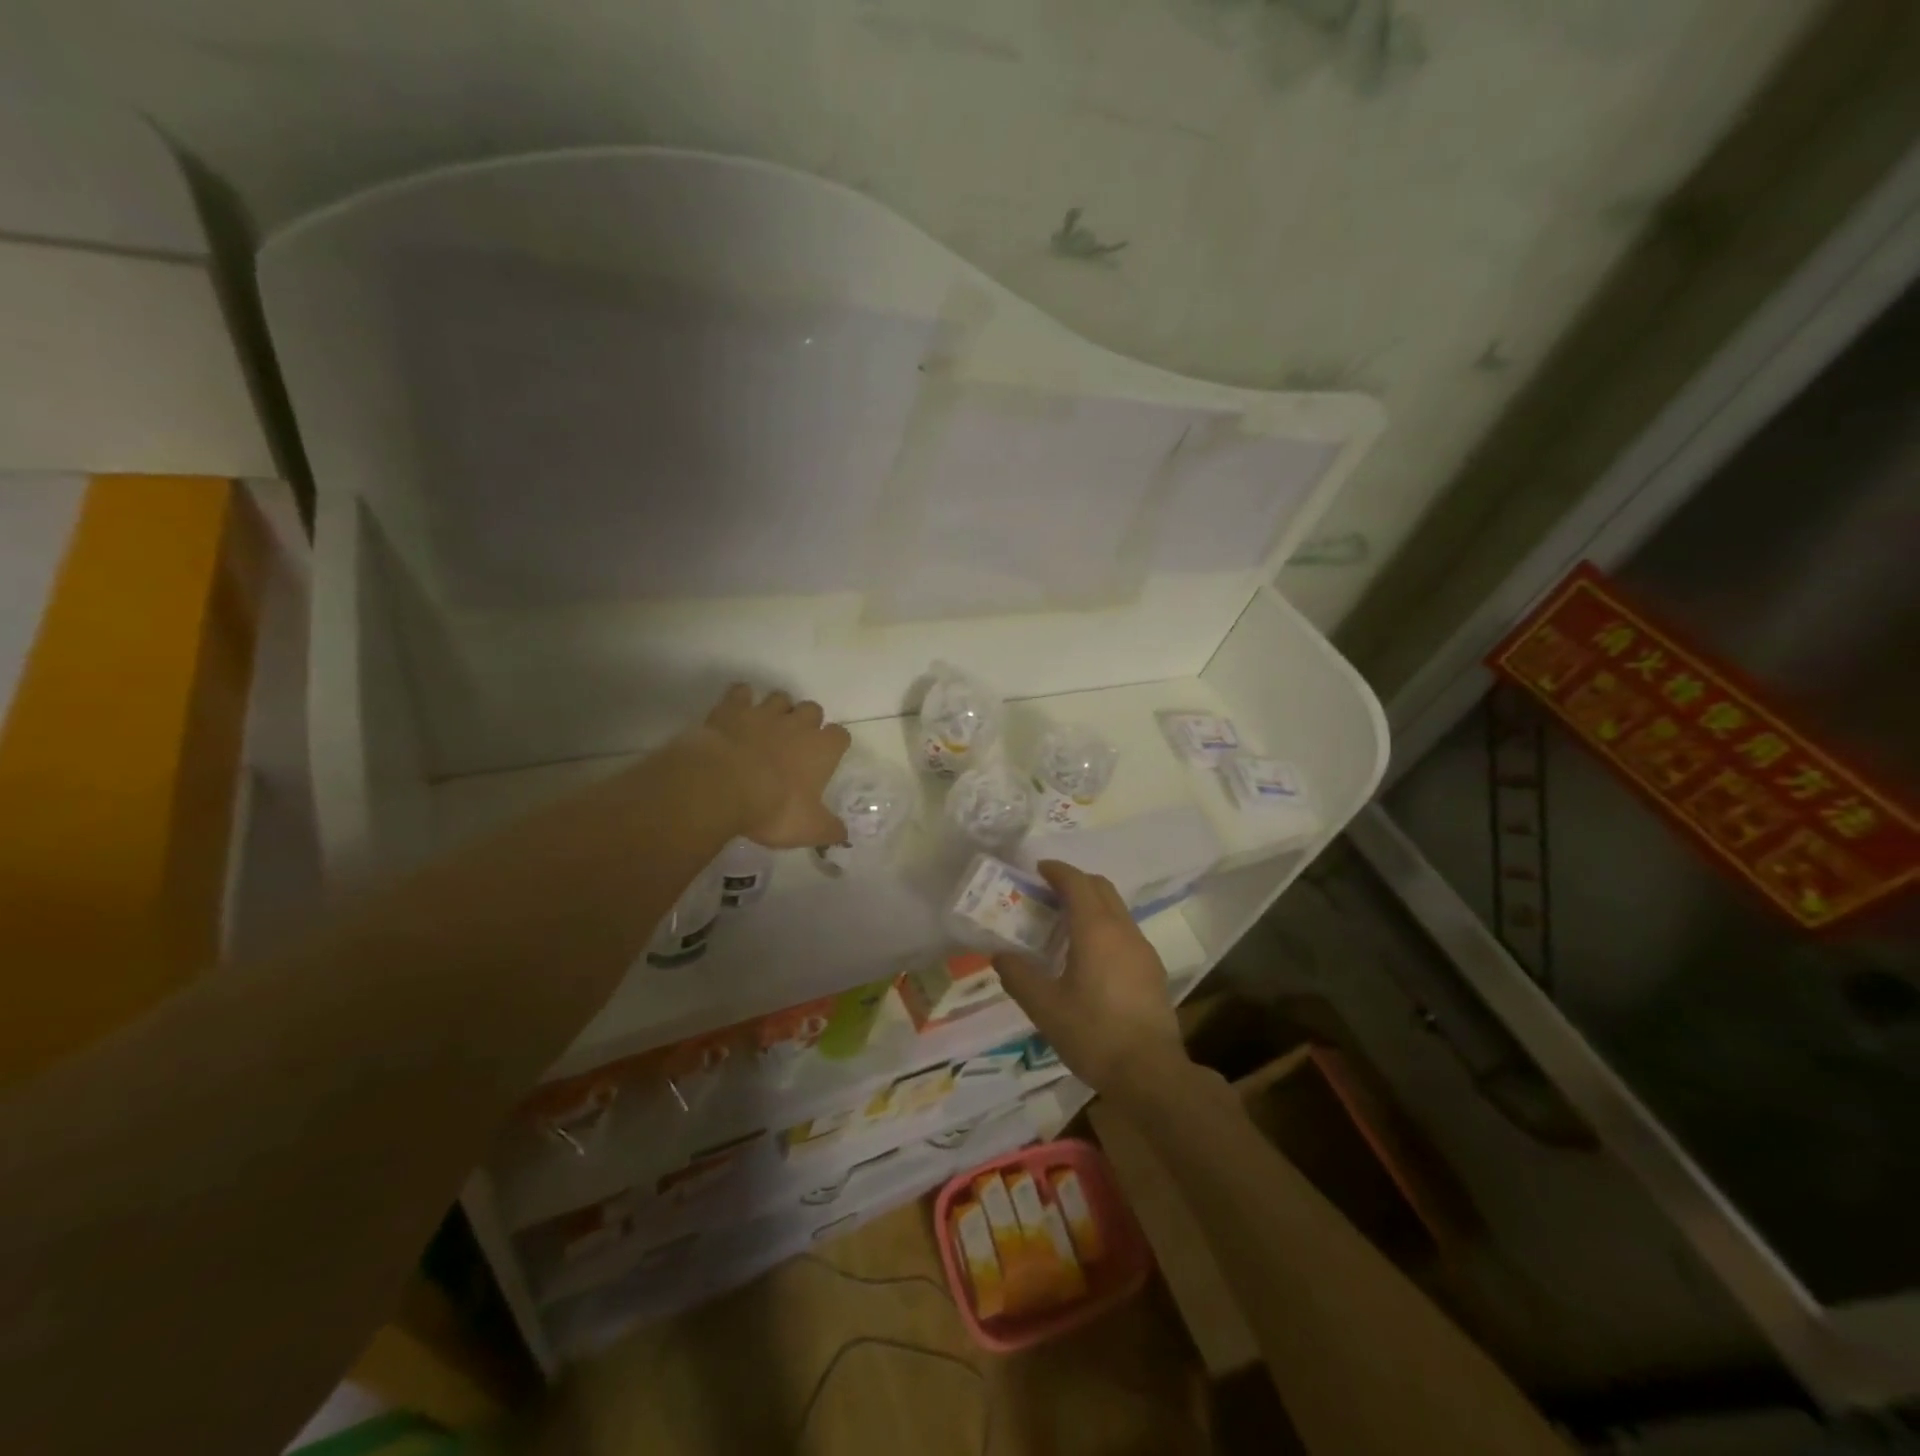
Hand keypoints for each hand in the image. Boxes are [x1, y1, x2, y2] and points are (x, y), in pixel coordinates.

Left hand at [693, 685, 851, 848]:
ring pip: (779, 697)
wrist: (722, 786)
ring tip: (766, 727)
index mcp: (821, 749)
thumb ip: (829, 829)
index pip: (841, 735)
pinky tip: (736, 713)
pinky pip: (741, 692)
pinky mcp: (732, 710)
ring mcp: (764, 713)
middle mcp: (797, 724)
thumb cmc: (774, 808)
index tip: (826, 757)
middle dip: (806, 721)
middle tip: (794, 743)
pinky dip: (740, 699)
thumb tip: (843, 835)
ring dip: (776, 709)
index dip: (835, 744)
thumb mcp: (808, 829)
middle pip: (813, 709)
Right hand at [993, 861, 1188, 1099]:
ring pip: (1116, 909)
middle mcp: (1123, 930)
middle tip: (1047, 894)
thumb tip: (1001, 955)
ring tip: (1064, 926)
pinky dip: (1105, 927)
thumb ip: (1019, 976)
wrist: (1150, 1073)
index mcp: (1096, 930)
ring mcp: (1143, 949)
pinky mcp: (1153, 970)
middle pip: (1101, 888)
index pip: (1077, 882)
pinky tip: (1089, 957)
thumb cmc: (1093, 1034)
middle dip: (1075, 882)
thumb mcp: (1044, 1007)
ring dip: (1091, 905)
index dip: (1057, 871)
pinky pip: (1125, 932)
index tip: (1038, 870)